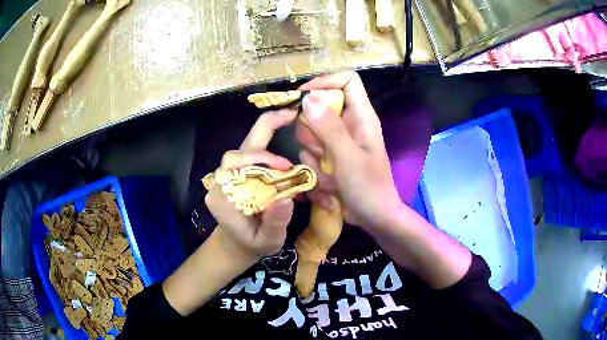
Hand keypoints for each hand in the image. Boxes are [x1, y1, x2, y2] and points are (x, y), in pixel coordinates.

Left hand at [205, 110, 296, 259]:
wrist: (237, 245)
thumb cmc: (252, 246)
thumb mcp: (268, 242)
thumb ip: (275, 224)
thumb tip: (286, 200)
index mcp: (222, 199)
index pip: (236, 168)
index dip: (262, 160)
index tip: (287, 166)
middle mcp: (220, 182)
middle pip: (237, 151)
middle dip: (264, 131)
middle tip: (290, 115)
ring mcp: (225, 176)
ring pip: (243, 147)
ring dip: (266, 135)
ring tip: (289, 125)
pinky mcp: (234, 173)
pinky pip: (248, 152)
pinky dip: (266, 141)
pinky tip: (282, 133)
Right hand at [296, 71, 402, 229]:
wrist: (374, 217)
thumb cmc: (368, 188)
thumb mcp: (348, 158)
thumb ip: (329, 128)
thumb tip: (308, 99)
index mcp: (361, 116)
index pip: (347, 80)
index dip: (325, 82)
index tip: (303, 97)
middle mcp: (349, 123)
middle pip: (320, 106)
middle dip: (311, 129)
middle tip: (320, 149)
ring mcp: (338, 141)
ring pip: (310, 132)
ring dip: (313, 154)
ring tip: (329, 172)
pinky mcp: (330, 156)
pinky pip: (310, 152)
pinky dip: (314, 168)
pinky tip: (328, 184)